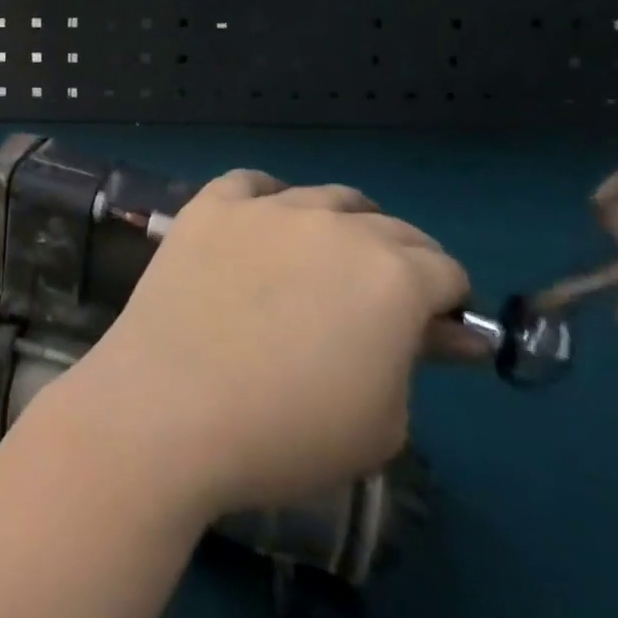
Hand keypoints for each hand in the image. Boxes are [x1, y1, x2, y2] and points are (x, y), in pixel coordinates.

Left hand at [63, 171, 468, 522]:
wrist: (171, 408)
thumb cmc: (288, 434)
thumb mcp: (383, 421)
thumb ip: (417, 361)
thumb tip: (444, 331)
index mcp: (394, 276)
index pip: (445, 271)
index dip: (445, 303)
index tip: (429, 331)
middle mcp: (335, 224)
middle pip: (390, 228)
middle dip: (401, 262)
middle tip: (378, 301)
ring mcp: (266, 208)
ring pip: (324, 198)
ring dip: (340, 225)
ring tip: (322, 260)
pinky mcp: (210, 205)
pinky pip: (251, 184)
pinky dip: (267, 199)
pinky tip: (261, 225)